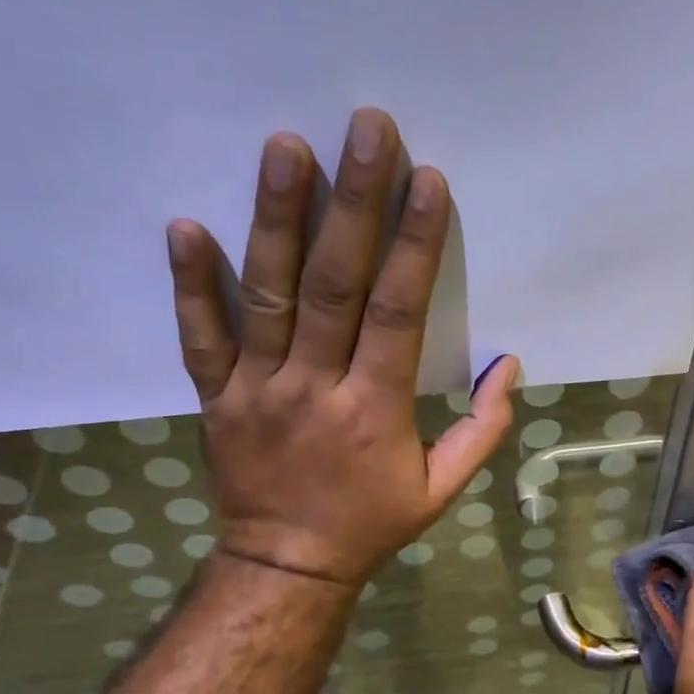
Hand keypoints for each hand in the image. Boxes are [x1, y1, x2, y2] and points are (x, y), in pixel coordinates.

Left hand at [164, 107, 519, 587]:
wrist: (287, 565)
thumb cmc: (371, 523)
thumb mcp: (441, 490)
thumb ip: (481, 431)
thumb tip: (509, 367)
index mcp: (374, 409)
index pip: (396, 313)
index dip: (414, 246)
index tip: (426, 181)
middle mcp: (314, 387)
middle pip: (333, 285)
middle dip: (353, 204)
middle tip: (364, 128)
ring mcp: (257, 388)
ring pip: (266, 295)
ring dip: (275, 219)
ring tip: (285, 148)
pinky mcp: (216, 397)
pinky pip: (198, 337)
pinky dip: (189, 284)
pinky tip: (184, 224)